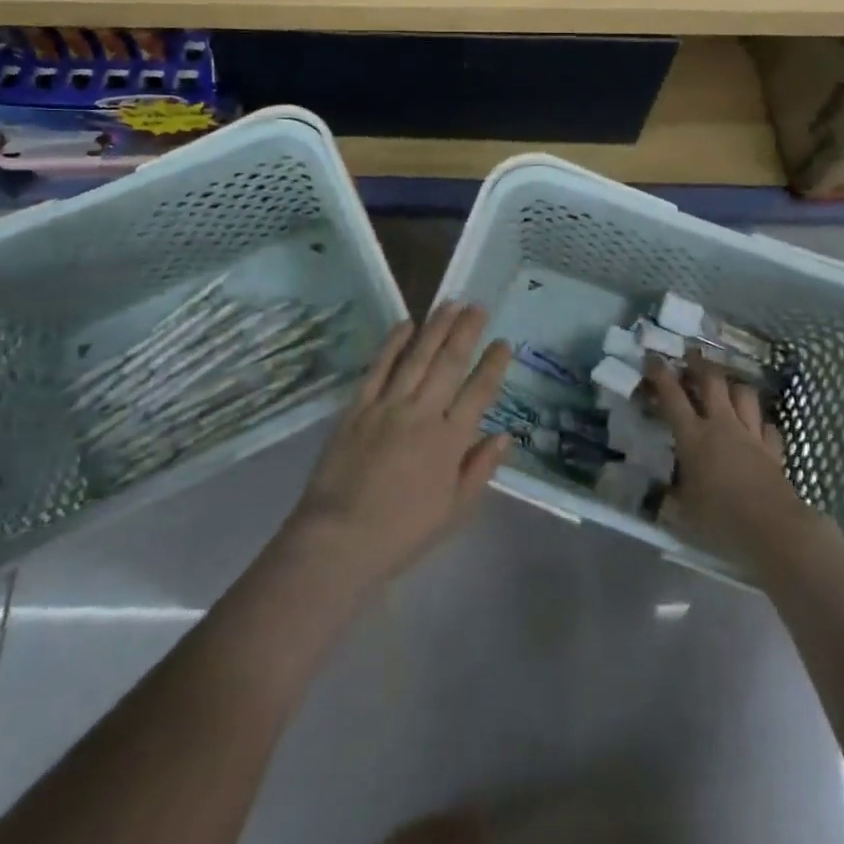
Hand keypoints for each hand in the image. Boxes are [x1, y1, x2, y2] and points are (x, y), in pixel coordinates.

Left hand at [285, 303, 512, 592]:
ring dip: (436, 327)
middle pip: (450, 363)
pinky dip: (393, 343)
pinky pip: (379, 367)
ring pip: (417, 356)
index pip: (479, 392)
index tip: (504, 343)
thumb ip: (480, 469)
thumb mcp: (454, 511)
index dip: (493, 365)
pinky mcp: (358, 407)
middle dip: (467, 332)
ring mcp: (388, 406)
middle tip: (479, 306)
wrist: (339, 540)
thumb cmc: (402, 532)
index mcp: (450, 441)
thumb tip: (504, 435)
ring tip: (451, 303)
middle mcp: (423, 414)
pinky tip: (405, 323)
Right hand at [645, 350, 816, 566]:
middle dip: (699, 364)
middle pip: (712, 382)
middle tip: (691, 354)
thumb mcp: (684, 511)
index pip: (672, 396)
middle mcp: (722, 426)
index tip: (652, 357)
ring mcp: (751, 436)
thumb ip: (672, 497)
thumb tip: (660, 495)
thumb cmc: (721, 519)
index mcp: (693, 436)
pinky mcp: (773, 450)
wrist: (774, 529)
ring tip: (725, 384)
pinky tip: (756, 426)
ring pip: (744, 395)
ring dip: (732, 385)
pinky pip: (767, 426)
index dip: (660, 374)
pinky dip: (759, 422)